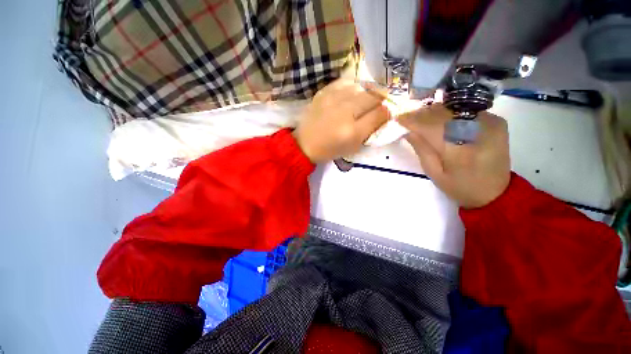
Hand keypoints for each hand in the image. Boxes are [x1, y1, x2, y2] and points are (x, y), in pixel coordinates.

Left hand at [293, 79, 389, 162]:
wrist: (305, 144)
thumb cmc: (330, 149)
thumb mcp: (354, 146)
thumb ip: (371, 130)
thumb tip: (386, 113)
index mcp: (352, 131)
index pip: (381, 113)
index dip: (389, 111)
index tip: (388, 112)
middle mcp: (345, 111)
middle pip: (373, 95)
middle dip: (381, 99)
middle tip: (379, 104)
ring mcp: (333, 98)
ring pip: (361, 86)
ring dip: (367, 93)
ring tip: (364, 100)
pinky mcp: (324, 92)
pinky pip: (345, 82)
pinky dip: (353, 87)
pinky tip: (351, 94)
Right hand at [399, 104, 510, 207]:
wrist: (496, 192)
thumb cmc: (460, 187)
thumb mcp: (434, 173)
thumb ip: (421, 150)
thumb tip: (408, 131)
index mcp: (459, 150)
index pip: (430, 126)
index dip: (412, 120)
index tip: (398, 118)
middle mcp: (477, 131)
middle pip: (442, 114)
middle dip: (421, 114)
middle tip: (407, 118)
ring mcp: (490, 123)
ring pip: (453, 109)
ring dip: (434, 113)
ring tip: (422, 119)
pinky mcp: (496, 121)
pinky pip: (465, 111)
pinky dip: (450, 114)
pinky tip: (442, 122)